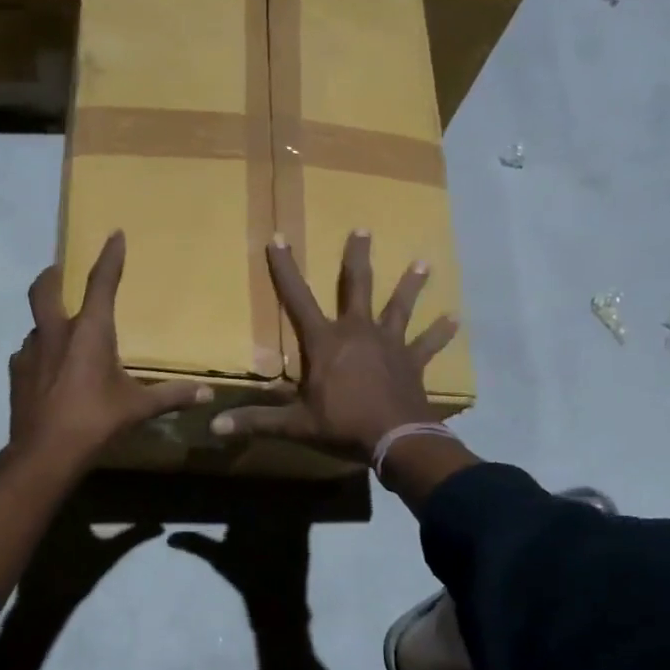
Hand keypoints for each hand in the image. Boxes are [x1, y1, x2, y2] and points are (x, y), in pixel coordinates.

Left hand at [11, 230, 211, 466]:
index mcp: (90, 331)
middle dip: (52, 275)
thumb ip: (171, 396)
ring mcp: (30, 352)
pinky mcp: (16, 373)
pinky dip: (40, 353)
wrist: (45, 453)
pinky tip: (49, 371)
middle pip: (45, 289)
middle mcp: (57, 332)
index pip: (101, 282)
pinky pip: (28, 353)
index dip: (109, 257)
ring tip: (62, 336)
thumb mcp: (138, 408)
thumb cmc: (96, 421)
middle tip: (59, 271)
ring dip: (48, 322)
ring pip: (37, 324)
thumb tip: (207, 394)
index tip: (114, 235)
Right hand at [211, 229, 457, 458]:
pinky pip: (427, 344)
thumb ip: (256, 422)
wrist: (397, 439)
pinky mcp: (412, 362)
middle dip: (357, 258)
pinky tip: (455, 319)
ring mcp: (389, 345)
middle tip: (363, 229)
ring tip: (424, 262)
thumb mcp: (295, 424)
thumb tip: (214, 427)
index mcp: (325, 342)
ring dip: (410, 285)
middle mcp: (357, 332)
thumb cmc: (342, 426)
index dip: (285, 268)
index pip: (297, 298)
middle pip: (357, 287)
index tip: (279, 238)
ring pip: (399, 307)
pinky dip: (440, 333)